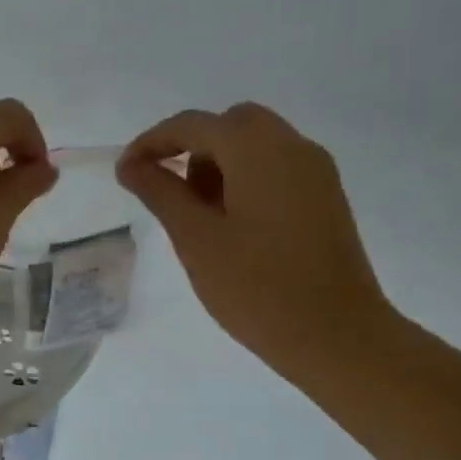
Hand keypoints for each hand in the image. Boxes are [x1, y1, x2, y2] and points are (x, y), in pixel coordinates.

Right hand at [118, 104, 395, 386]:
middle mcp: (293, 146)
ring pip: (256, 145)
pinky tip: (230, 225)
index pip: (193, 124)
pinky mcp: (326, 198)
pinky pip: (276, 169)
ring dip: (218, 164)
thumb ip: (160, 193)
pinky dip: (244, 180)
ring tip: (196, 216)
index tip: (124, 172)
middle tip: (165, 190)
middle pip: (230, 125)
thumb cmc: (256, 287)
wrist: (336, 335)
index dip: (151, 142)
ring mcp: (316, 172)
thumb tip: (130, 165)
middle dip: (191, 148)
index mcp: (258, 149)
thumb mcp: (195, 239)